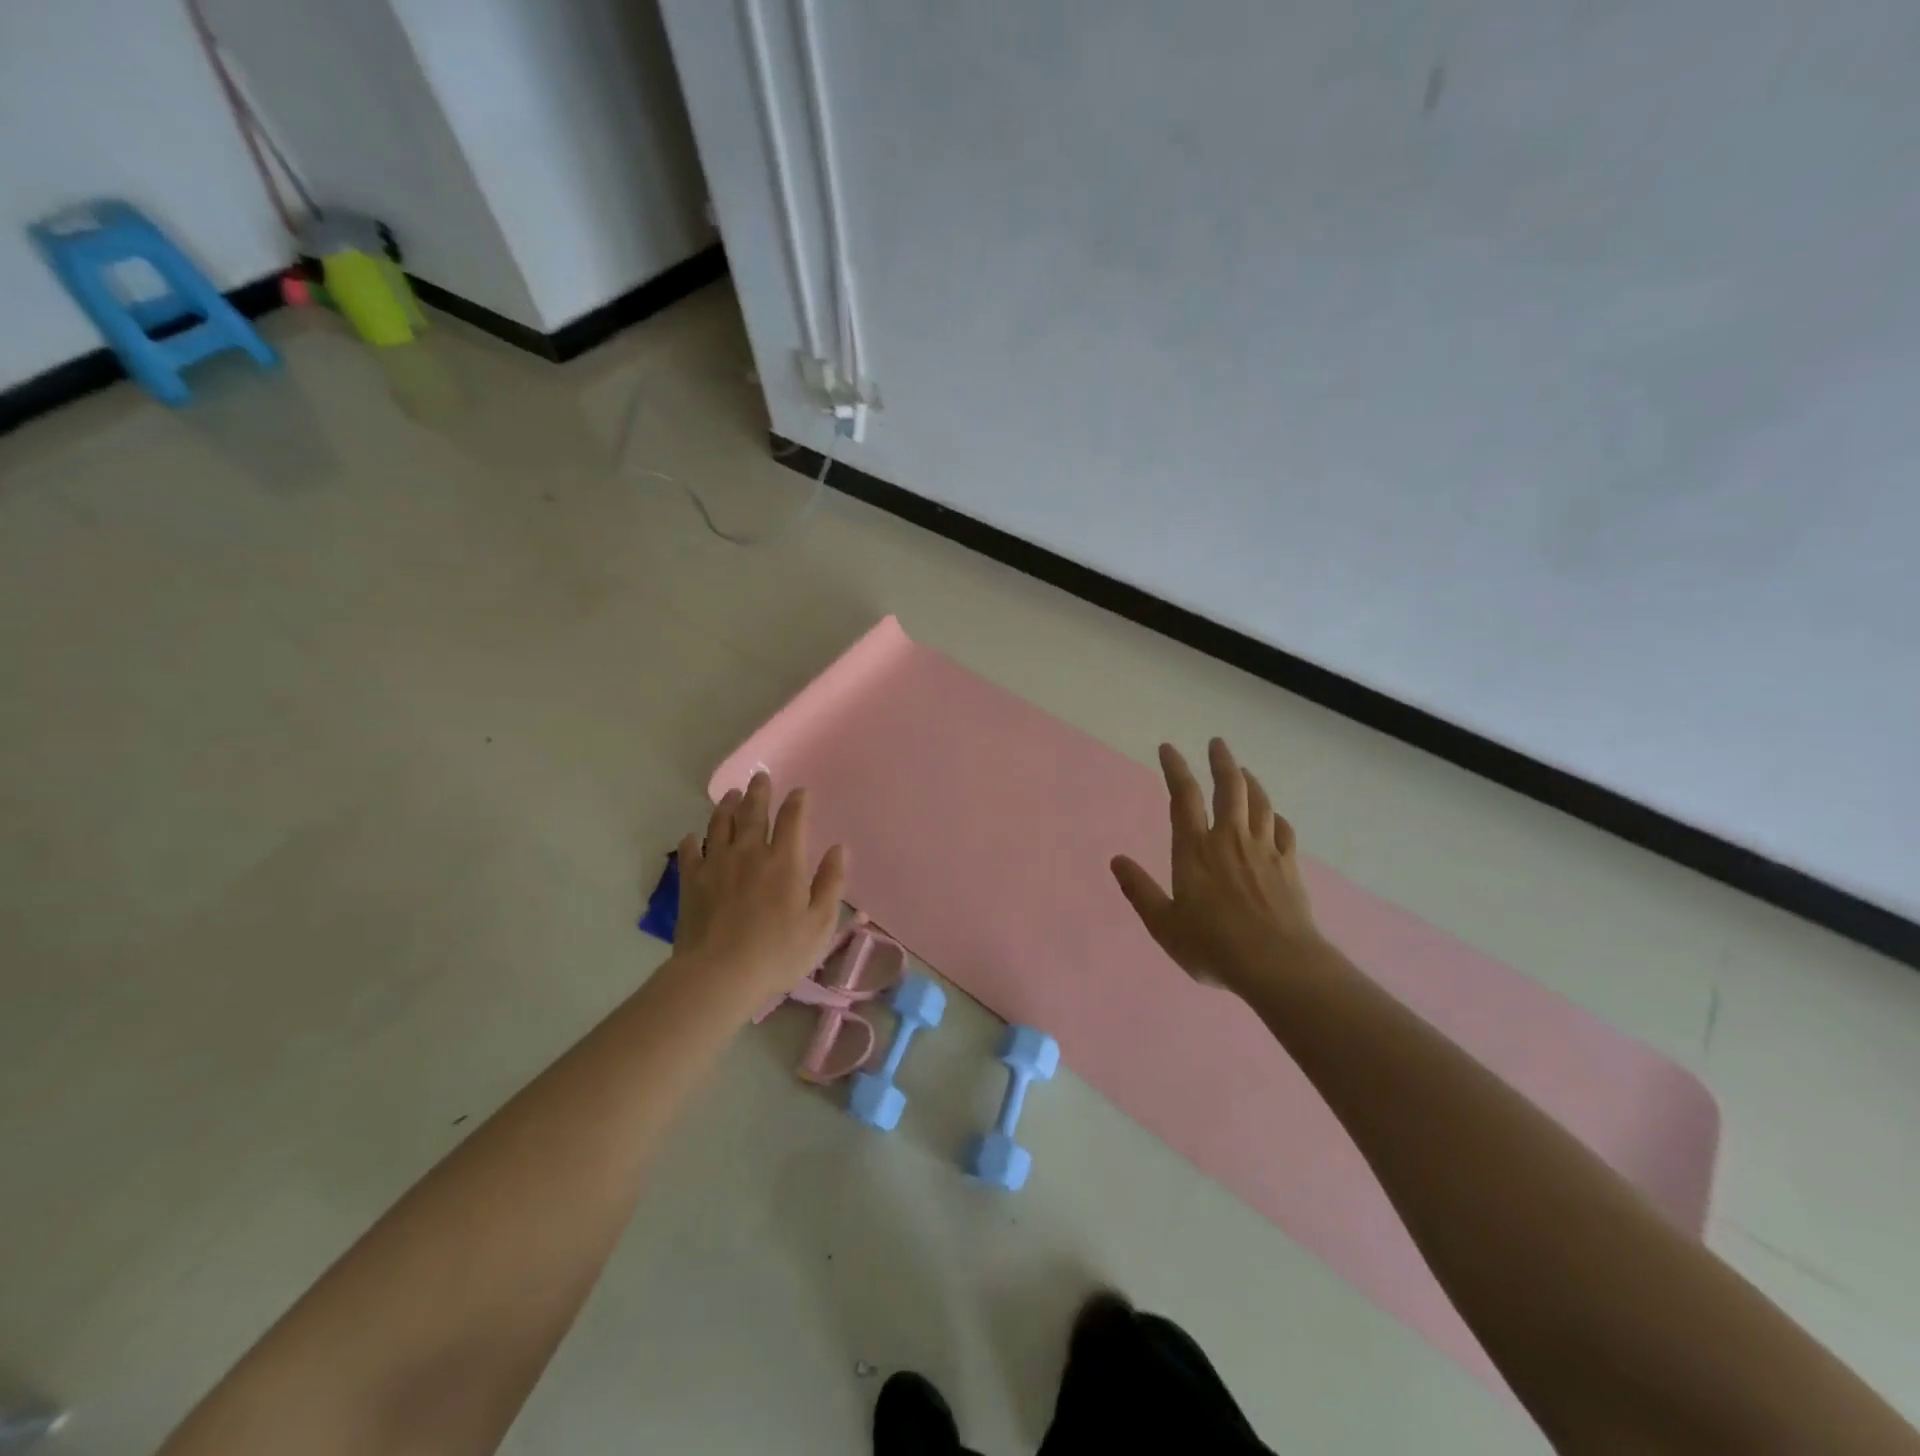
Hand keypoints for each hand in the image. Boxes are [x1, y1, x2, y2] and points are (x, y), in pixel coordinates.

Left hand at [668, 772, 847, 1007]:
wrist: (719, 974)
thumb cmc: (778, 952)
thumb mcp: (820, 923)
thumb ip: (831, 882)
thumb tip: (839, 848)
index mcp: (784, 860)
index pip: (792, 818)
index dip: (797, 802)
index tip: (800, 791)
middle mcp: (750, 852)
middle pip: (754, 812)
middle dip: (759, 792)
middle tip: (760, 777)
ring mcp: (717, 864)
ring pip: (721, 824)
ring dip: (727, 806)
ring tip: (731, 795)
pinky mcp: (691, 881)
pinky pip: (690, 852)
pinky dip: (692, 840)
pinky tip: (693, 836)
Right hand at [1111, 739, 1322, 997]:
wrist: (1279, 965)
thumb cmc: (1213, 945)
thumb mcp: (1164, 924)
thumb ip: (1139, 891)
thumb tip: (1116, 860)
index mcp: (1195, 850)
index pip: (1183, 797)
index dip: (1175, 768)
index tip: (1168, 748)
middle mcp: (1230, 840)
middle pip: (1228, 788)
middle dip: (1221, 762)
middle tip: (1217, 742)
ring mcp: (1264, 851)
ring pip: (1259, 803)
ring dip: (1250, 782)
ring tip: (1243, 770)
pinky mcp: (1289, 867)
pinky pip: (1283, 831)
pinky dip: (1276, 817)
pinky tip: (1274, 816)